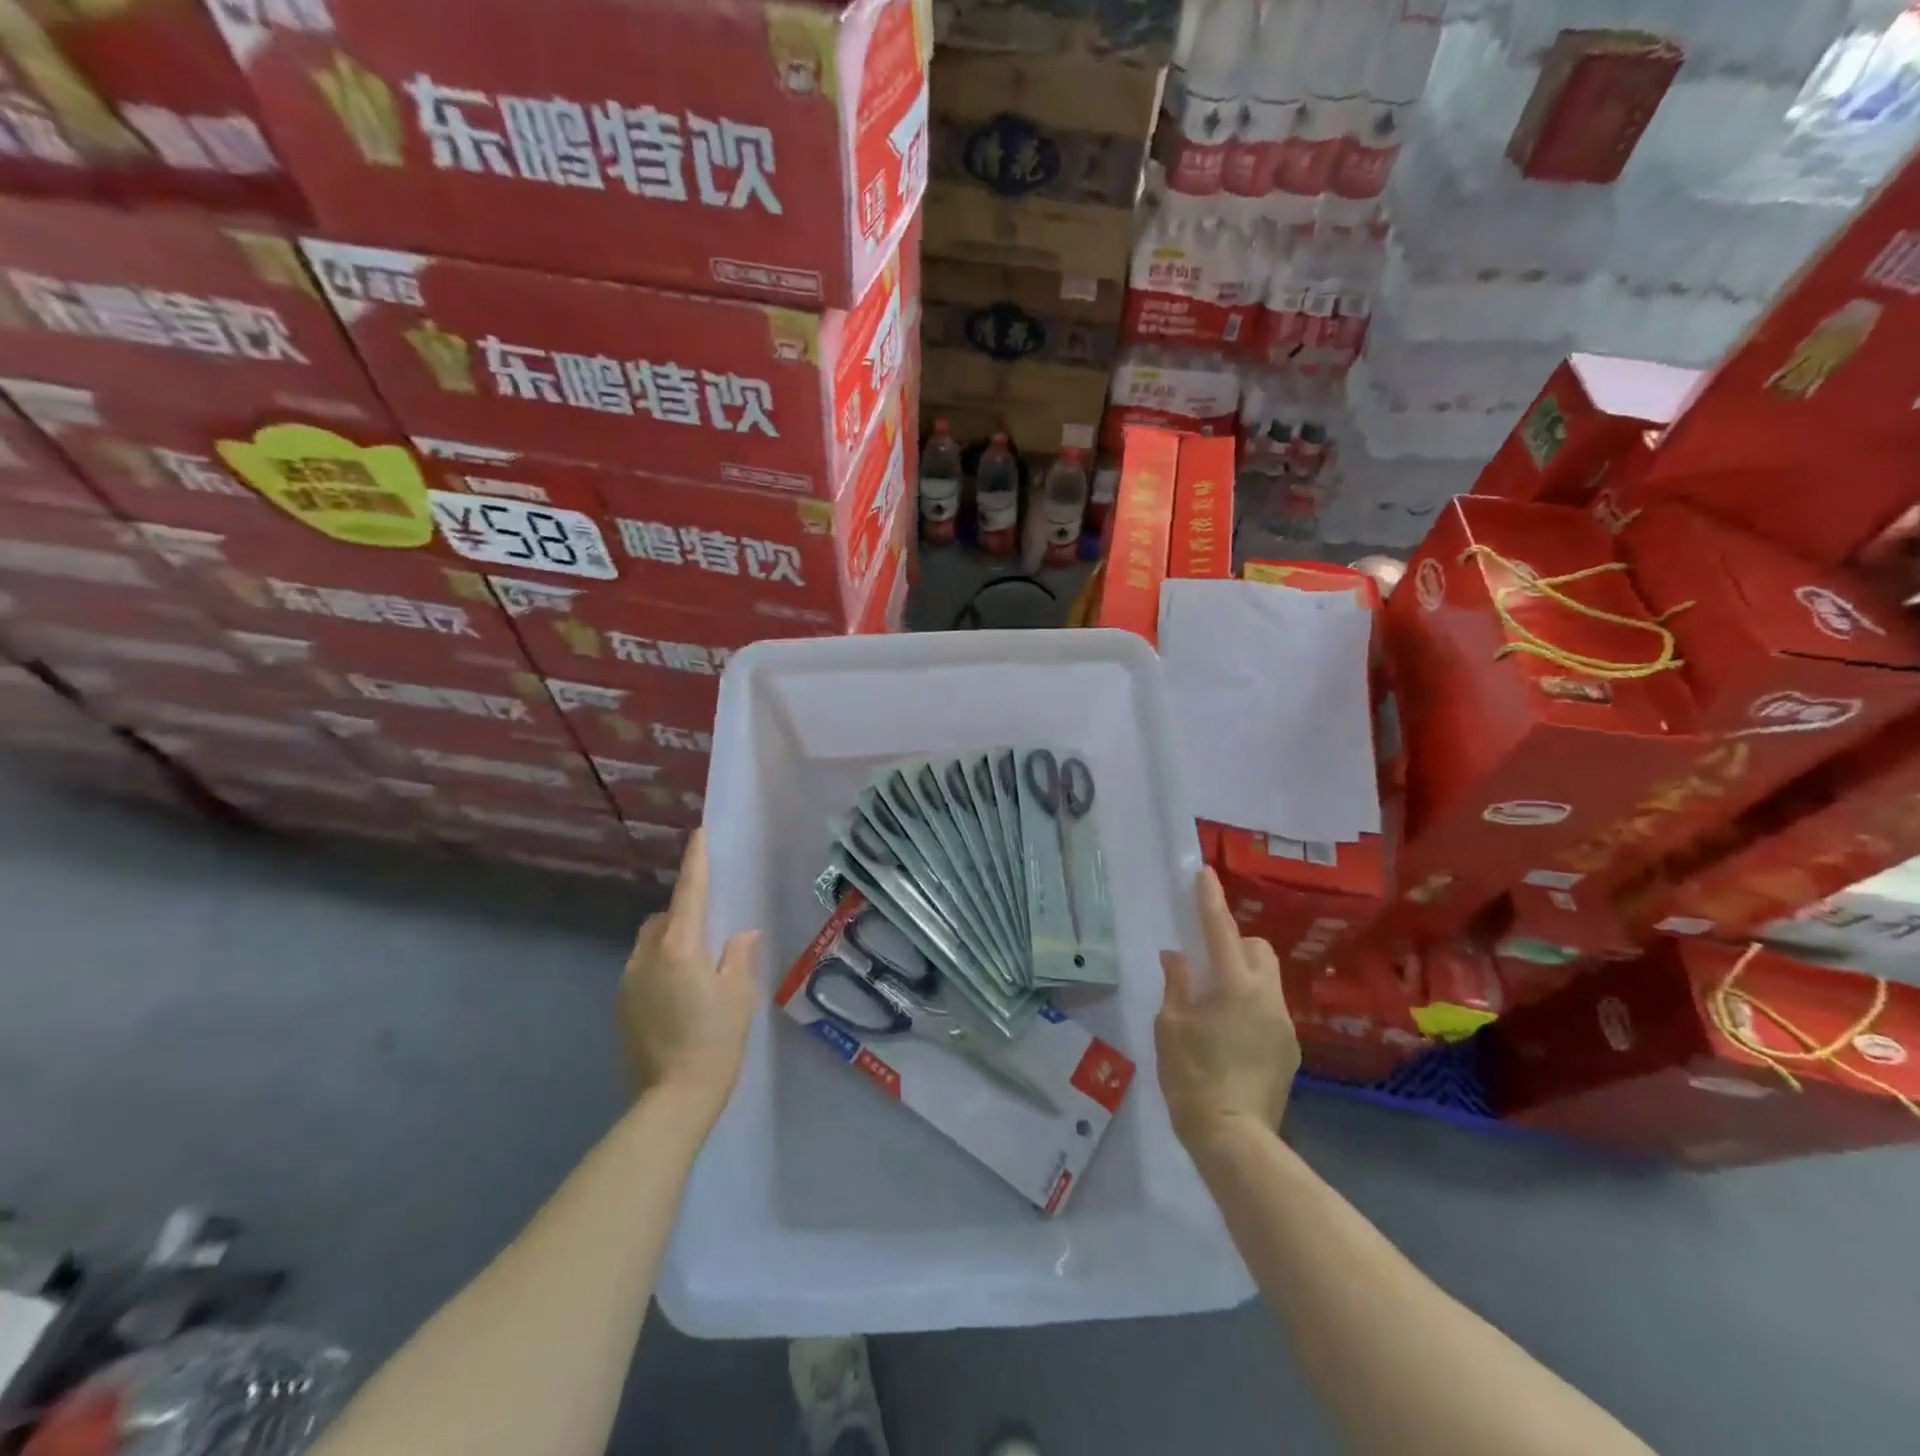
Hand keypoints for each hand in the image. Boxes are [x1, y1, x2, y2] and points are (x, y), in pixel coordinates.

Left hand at [619, 830, 761, 1121]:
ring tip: (697, 970)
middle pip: (663, 919)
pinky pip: (642, 971)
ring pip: (649, 945)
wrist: (671, 1101)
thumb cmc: (715, 1042)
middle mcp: (647, 958)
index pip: (690, 893)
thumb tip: (742, 934)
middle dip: (683, 914)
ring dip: (670, 944)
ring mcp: (629, 983)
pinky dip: (660, 969)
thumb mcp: (739, 997)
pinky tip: (679, 998)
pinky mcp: (622, 1008)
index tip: (699, 834)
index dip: (696, 862)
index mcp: (680, 948)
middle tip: (711, 934)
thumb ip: (739, 957)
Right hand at [1156, 868, 1299, 1149]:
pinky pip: (1270, 1007)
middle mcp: (1267, 996)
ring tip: (1216, 1001)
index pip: (1220, 929)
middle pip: (1258, 948)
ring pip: (1267, 978)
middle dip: (1235, 942)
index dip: (1211, 899)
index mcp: (1233, 985)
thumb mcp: (1170, 1026)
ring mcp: (1284, 1023)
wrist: (1234, 1137)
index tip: (1205, 873)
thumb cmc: (1191, 1076)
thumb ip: (1177, 984)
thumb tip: (1177, 957)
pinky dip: (1251, 1003)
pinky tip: (1230, 1032)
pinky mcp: (1290, 1047)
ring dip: (1243, 974)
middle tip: (1206, 959)